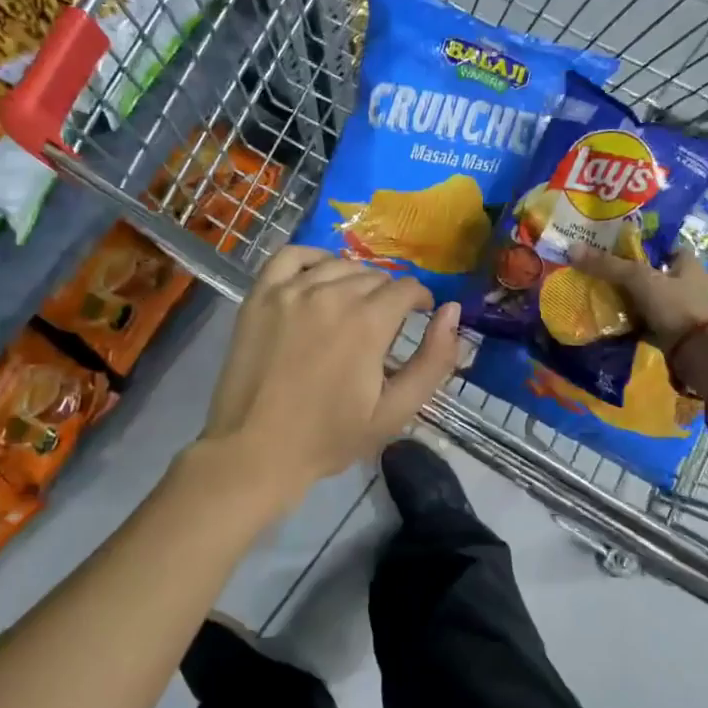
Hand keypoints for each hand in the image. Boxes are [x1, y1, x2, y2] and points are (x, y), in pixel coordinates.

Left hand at [200, 247, 459, 501]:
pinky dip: (312, 259)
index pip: (406, 289)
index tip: (421, 315)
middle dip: (389, 295)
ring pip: (338, 265)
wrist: (255, 451)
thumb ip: (433, 360)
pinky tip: (319, 276)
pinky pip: (291, 256)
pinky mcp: (260, 296)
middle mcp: (331, 294)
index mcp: (367, 322)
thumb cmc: (329, 437)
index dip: (420, 301)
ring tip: (354, 304)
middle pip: (374, 277)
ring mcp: (290, 291)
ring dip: (355, 279)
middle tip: (385, 324)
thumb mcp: (395, 411)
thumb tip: (452, 311)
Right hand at [569, 242, 707, 351]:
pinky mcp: (671, 331)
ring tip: (597, 293)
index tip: (612, 245)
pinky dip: (630, 320)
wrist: (695, 353)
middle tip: (599, 270)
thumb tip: (572, 249)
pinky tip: (609, 318)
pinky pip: (645, 320)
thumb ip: (607, 265)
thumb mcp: (638, 279)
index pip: (662, 245)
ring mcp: (680, 309)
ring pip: (647, 297)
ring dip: (627, 297)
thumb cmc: (674, 305)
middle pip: (651, 272)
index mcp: (688, 263)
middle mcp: (687, 283)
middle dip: (627, 272)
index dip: (639, 243)